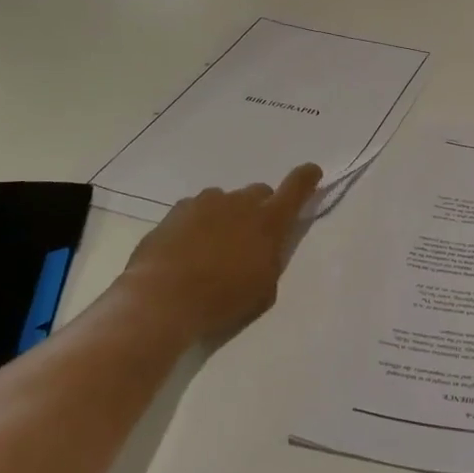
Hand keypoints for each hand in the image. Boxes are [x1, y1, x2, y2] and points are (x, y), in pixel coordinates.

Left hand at [122, 163, 322, 348]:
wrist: (162, 299)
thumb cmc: (222, 300)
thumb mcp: (263, 290)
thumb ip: (270, 260)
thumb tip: (267, 248)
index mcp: (268, 222)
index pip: (296, 188)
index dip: (306, 178)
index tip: (312, 172)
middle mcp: (239, 203)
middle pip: (259, 192)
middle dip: (261, 208)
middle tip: (252, 236)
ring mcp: (205, 203)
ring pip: (226, 200)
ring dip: (228, 215)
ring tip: (215, 246)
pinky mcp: (177, 211)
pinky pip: (197, 209)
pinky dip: (200, 223)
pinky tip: (189, 248)